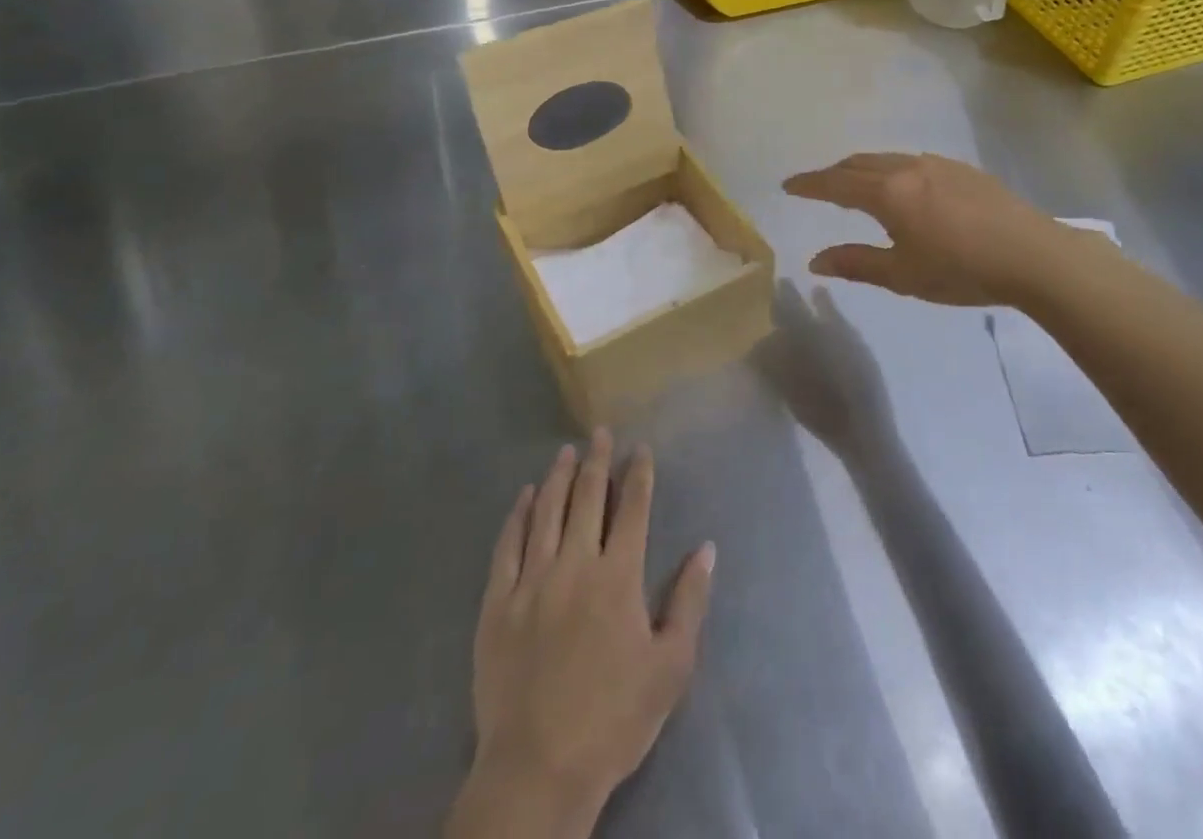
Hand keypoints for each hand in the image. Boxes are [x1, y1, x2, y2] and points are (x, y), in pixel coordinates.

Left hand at [447, 430, 714, 838]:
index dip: (638, 475)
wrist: (538, 770)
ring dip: (558, 478)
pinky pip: (507, 546)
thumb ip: (689, 601)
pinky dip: (517, 516)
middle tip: (600, 432)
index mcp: (618, 577)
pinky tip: (524, 497)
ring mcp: (531, 582)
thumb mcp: (671, 666)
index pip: (632, 509)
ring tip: (566, 452)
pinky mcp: (496, 604)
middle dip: (597, 461)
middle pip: (588, 498)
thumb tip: (706, 547)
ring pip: (546, 513)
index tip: (640, 449)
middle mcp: (575, 565)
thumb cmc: (614, 718)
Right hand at [784, 153, 1085, 306]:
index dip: (809, 184)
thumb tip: (815, 261)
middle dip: (833, 173)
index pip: (836, 183)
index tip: (787, 185)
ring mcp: (938, 165)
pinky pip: (913, 161)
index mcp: (888, 193)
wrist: (1033, 255)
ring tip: (856, 184)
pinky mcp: (963, 169)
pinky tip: (904, 187)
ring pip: (888, 159)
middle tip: (817, 186)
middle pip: (859, 163)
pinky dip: (892, 169)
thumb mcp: (903, 275)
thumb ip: (856, 263)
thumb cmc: (961, 270)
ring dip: (863, 168)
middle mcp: (908, 168)